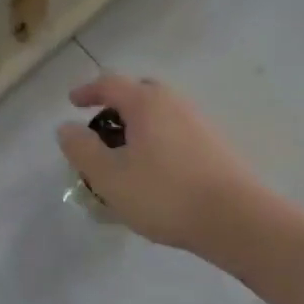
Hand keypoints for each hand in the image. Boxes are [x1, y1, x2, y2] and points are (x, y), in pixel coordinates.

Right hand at [57, 73, 261, 253]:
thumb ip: (82, 149)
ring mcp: (198, 123)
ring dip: (138, 127)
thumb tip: (66, 128)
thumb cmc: (165, 194)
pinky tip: (153, 172)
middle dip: (116, 106)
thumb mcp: (109, 176)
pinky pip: (175, 132)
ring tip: (124, 157)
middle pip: (139, 93)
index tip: (72, 103)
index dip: (87, 91)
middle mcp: (174, 103)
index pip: (110, 84)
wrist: (237, 220)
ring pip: (159, 114)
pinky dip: (157, 141)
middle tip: (100, 130)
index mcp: (146, 103)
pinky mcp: (214, 146)